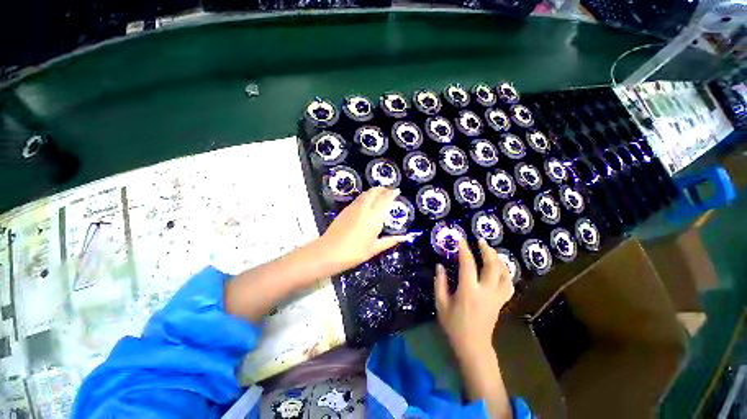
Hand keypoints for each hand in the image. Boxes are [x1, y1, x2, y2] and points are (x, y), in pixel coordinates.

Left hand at [318, 187, 409, 272]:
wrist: (329, 252)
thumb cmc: (355, 252)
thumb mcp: (375, 248)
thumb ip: (390, 240)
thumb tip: (405, 237)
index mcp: (374, 217)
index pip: (385, 199)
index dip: (392, 193)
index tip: (397, 191)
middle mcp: (364, 208)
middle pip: (374, 192)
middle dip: (382, 189)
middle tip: (388, 190)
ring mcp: (353, 207)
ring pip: (365, 194)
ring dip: (374, 191)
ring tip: (379, 193)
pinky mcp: (345, 210)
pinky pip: (358, 198)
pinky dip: (365, 196)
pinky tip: (366, 202)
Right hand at [434, 238, 513, 359]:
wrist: (473, 346)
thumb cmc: (454, 325)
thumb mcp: (441, 304)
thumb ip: (440, 283)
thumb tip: (440, 266)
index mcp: (468, 291)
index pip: (467, 264)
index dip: (464, 250)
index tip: (461, 239)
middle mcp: (485, 291)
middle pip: (492, 266)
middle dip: (487, 250)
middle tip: (480, 241)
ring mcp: (497, 297)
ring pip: (504, 274)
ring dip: (498, 259)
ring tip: (491, 250)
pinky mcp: (501, 301)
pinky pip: (508, 284)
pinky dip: (506, 272)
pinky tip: (501, 267)